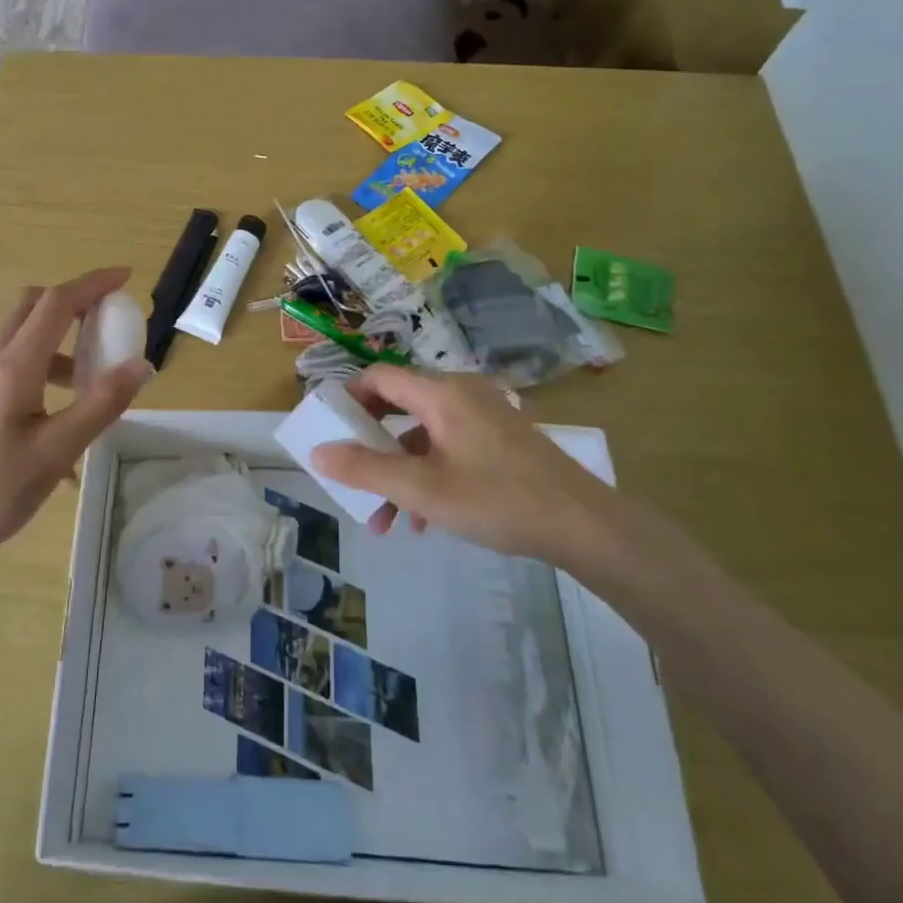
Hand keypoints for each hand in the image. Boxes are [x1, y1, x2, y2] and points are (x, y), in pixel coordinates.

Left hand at [0, 268, 151, 569]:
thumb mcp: (56, 451)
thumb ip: (101, 404)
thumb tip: (140, 364)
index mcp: (13, 367)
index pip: (56, 304)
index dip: (92, 284)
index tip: (125, 277)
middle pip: (32, 308)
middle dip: (73, 302)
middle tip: (108, 321)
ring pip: (21, 340)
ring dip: (60, 343)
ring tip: (91, 383)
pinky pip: (11, 369)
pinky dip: (42, 371)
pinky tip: (58, 422)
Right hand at [310, 366, 631, 571]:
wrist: (585, 525)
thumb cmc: (497, 499)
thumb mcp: (422, 489)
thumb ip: (365, 469)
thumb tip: (317, 453)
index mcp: (441, 393)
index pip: (378, 378)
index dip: (348, 399)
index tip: (329, 431)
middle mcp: (462, 393)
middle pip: (398, 407)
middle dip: (371, 448)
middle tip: (351, 477)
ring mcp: (485, 415)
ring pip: (423, 435)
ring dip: (398, 472)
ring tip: (385, 521)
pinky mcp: (500, 438)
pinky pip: (449, 446)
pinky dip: (428, 474)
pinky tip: (424, 520)